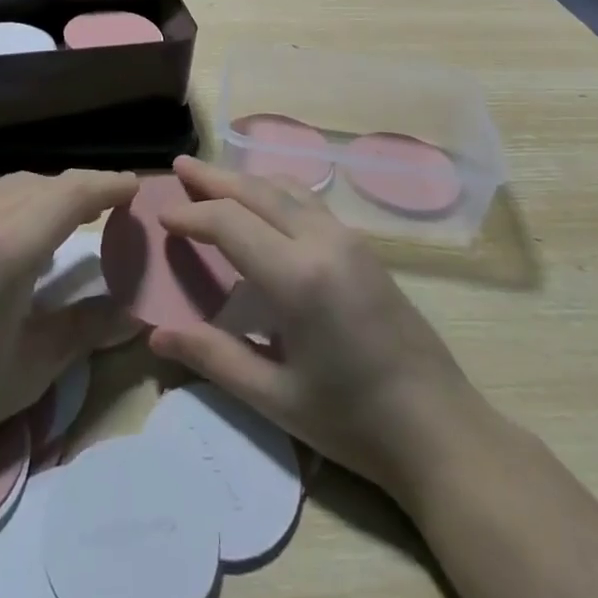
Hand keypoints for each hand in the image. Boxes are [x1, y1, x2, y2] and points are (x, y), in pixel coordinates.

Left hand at [0, 170, 139, 473]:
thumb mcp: (31, 367)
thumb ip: (86, 329)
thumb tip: (135, 315)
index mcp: (10, 243)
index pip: (72, 193)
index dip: (108, 185)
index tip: (136, 187)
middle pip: (44, 183)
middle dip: (82, 188)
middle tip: (111, 206)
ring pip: (12, 185)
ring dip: (47, 192)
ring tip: (67, 217)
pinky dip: (15, 202)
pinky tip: (13, 236)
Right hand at [147, 157, 478, 505]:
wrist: (440, 430)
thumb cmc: (352, 421)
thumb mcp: (275, 398)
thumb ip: (214, 358)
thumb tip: (157, 336)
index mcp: (296, 276)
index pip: (229, 222)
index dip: (191, 214)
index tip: (161, 212)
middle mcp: (321, 241)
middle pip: (257, 191)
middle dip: (214, 178)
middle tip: (180, 166)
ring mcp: (347, 238)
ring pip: (286, 188)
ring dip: (246, 180)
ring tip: (214, 179)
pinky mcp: (362, 246)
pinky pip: (308, 201)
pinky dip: (274, 190)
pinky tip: (264, 203)